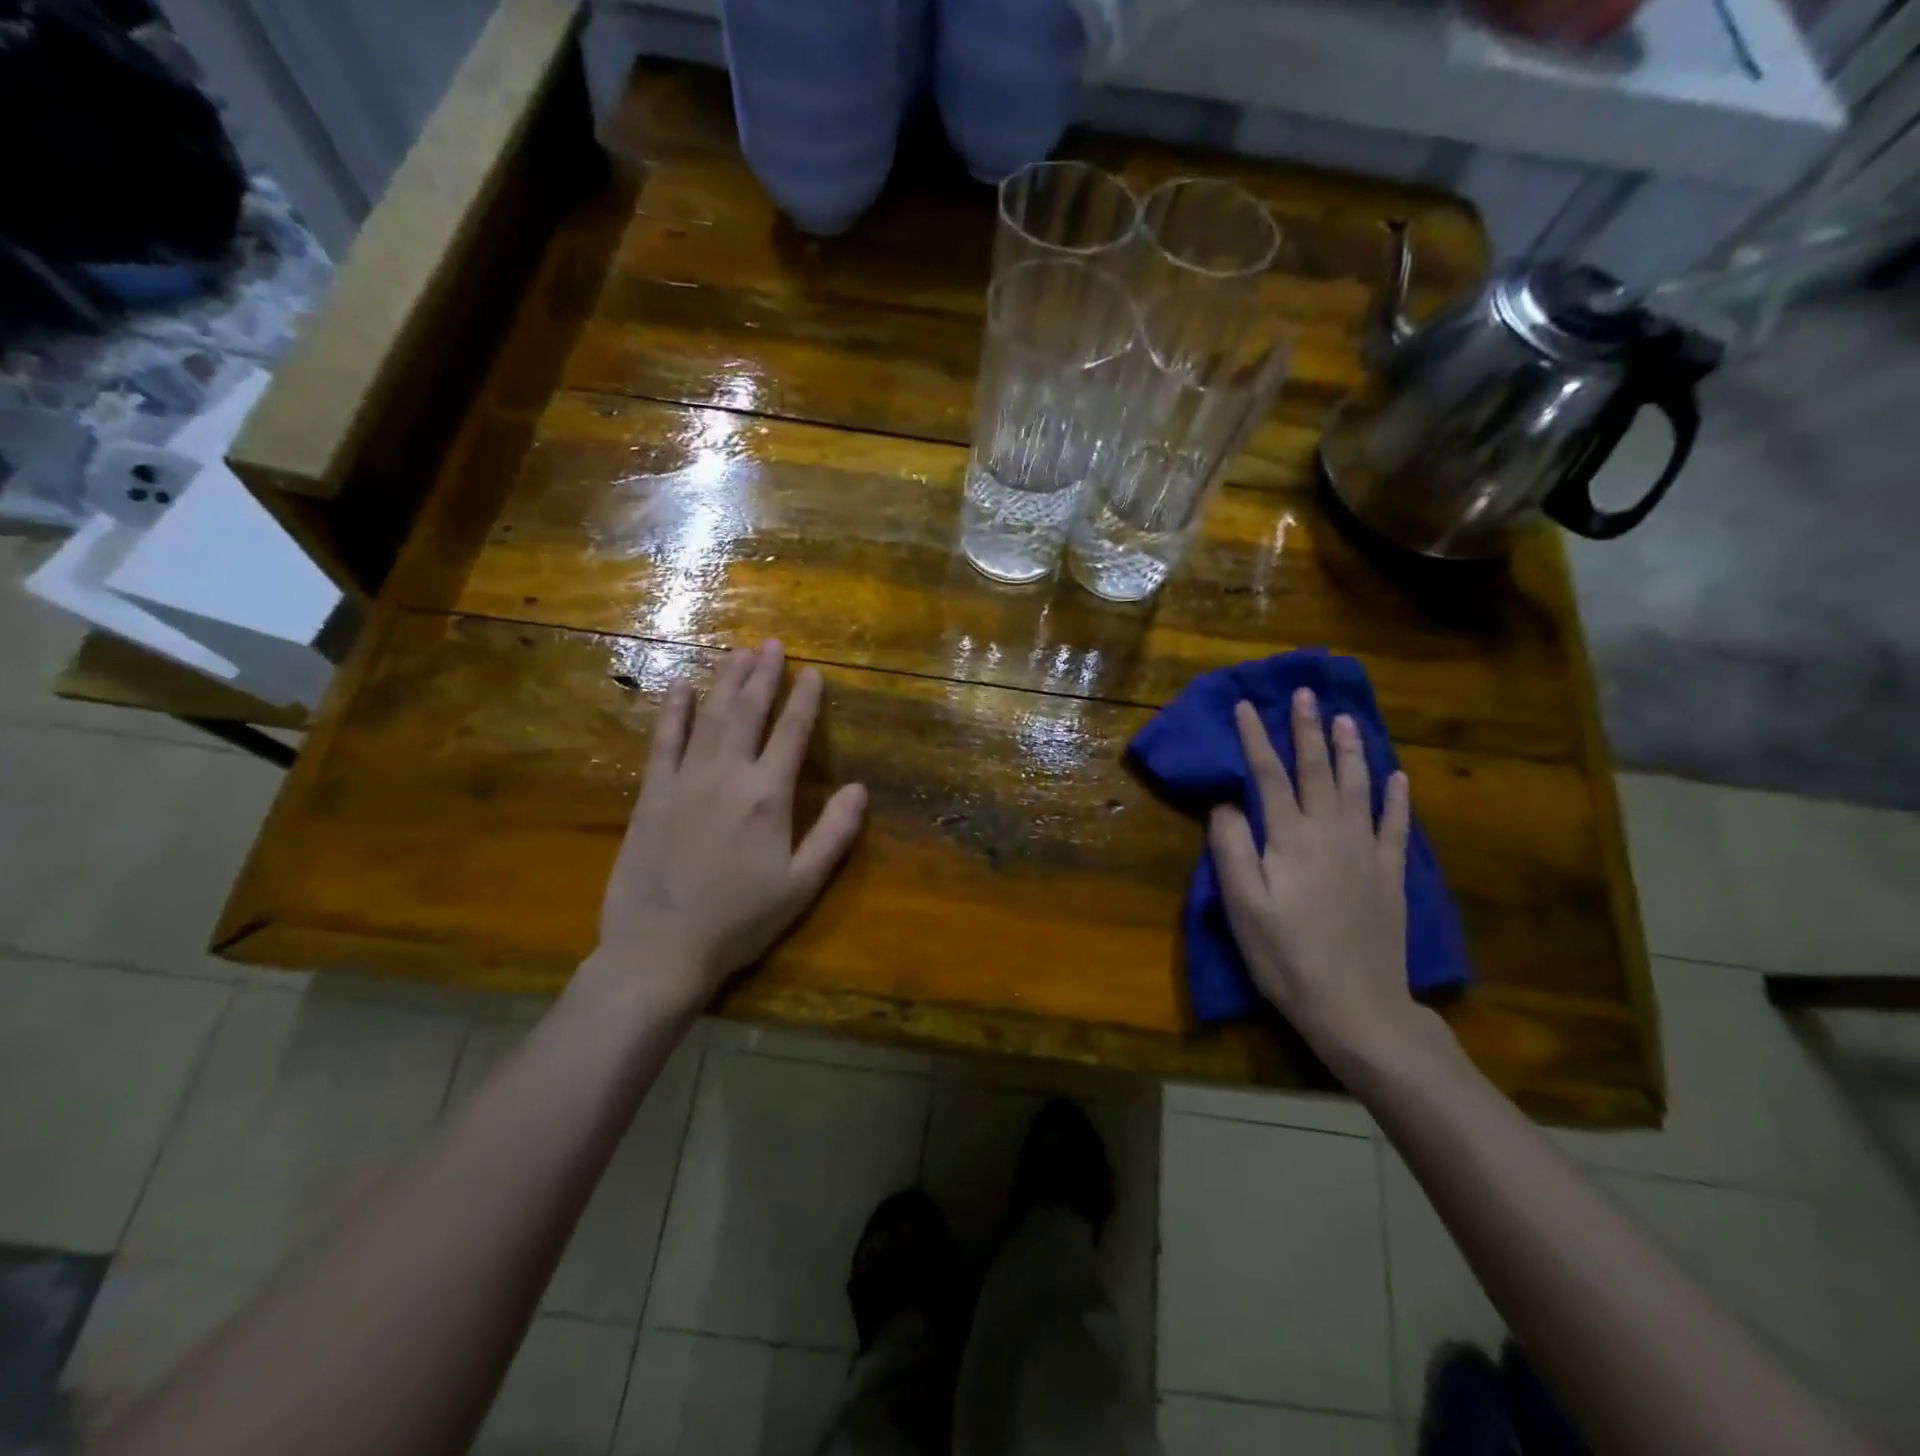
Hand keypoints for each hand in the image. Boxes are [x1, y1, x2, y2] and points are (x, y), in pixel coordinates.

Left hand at [590, 640, 866, 1010]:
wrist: (660, 948)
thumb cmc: (740, 921)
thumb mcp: (802, 885)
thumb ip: (834, 834)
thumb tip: (861, 789)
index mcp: (768, 796)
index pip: (792, 733)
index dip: (805, 699)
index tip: (813, 671)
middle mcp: (728, 775)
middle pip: (748, 712)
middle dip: (763, 675)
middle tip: (771, 643)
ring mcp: (684, 780)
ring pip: (709, 717)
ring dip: (725, 681)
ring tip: (737, 651)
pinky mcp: (651, 794)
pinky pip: (663, 741)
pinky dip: (673, 711)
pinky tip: (681, 687)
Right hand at [1208, 688, 1447, 1078]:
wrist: (1357, 1007)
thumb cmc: (1286, 957)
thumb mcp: (1243, 907)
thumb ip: (1231, 848)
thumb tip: (1225, 802)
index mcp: (1289, 839)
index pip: (1267, 776)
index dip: (1255, 738)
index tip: (1246, 706)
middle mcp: (1330, 833)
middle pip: (1316, 770)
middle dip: (1307, 729)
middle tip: (1305, 693)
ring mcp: (1366, 852)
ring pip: (1358, 787)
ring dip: (1350, 750)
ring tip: (1347, 718)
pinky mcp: (1390, 875)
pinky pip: (1396, 825)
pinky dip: (1396, 797)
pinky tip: (1397, 776)